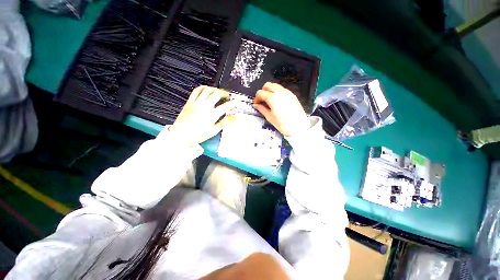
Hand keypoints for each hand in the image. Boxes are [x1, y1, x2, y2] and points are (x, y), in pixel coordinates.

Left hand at [169, 86, 235, 145]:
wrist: (181, 135)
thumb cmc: (198, 135)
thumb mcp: (214, 131)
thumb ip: (224, 123)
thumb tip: (232, 116)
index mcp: (211, 115)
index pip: (225, 106)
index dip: (232, 103)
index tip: (236, 100)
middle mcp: (205, 106)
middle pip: (217, 94)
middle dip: (225, 93)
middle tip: (228, 96)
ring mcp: (196, 103)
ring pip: (207, 90)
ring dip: (215, 89)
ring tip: (219, 92)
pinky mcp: (190, 101)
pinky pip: (197, 90)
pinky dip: (203, 88)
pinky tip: (207, 89)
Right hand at [254, 82, 309, 136]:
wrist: (299, 127)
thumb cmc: (283, 124)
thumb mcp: (270, 117)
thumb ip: (262, 109)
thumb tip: (256, 105)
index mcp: (273, 98)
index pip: (261, 93)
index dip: (257, 98)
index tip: (257, 104)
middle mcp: (280, 92)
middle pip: (268, 85)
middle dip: (263, 91)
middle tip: (262, 100)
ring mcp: (287, 93)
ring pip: (276, 86)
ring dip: (270, 91)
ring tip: (270, 101)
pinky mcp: (292, 95)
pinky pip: (282, 90)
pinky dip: (277, 92)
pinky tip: (277, 101)